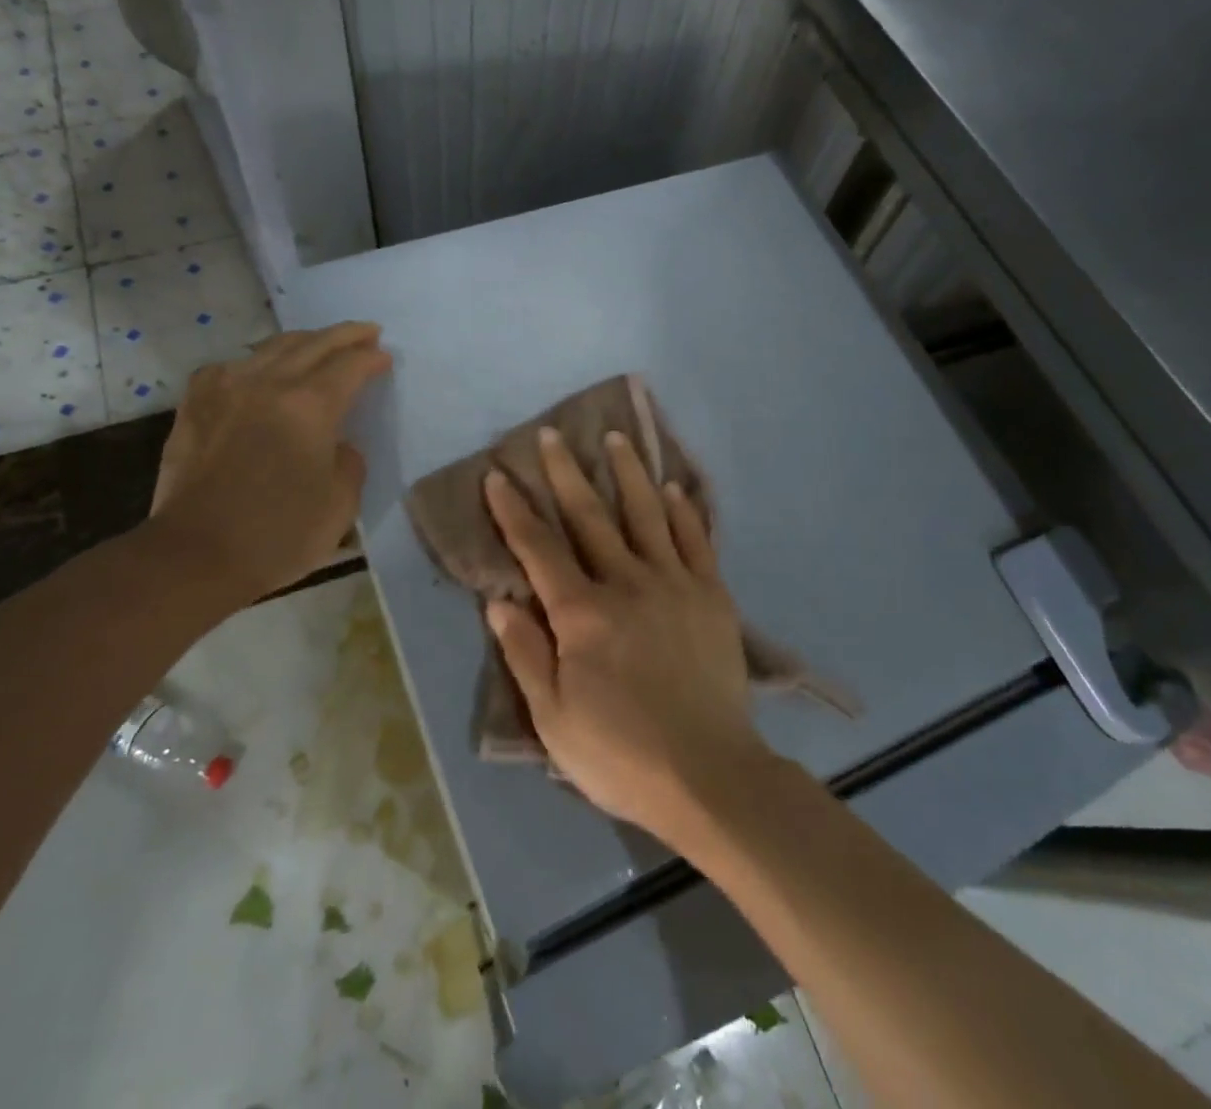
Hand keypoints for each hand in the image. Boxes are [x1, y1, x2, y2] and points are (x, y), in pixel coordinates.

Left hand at [145, 323, 390, 609]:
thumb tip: (337, 444)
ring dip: (304, 341)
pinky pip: (232, 366)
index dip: (372, 359)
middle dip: (345, 335)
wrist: (194, 555)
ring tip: (321, 345)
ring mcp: (226, 388)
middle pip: (314, 343)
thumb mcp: (341, 504)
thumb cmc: (278, 535)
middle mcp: (268, 383)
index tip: (385, 358)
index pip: (350, 366)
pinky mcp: (196, 403)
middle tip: (367, 333)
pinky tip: (260, 371)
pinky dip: (257, 361)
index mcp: (309, 406)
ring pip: (272, 347)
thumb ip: (349, 462)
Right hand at [482, 428, 767, 844]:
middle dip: (566, 473)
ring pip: (646, 514)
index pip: (538, 550)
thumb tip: (499, 601)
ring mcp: (673, 584)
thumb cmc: (621, 754)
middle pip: (589, 517)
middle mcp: (625, 584)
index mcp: (582, 615)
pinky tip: (673, 487)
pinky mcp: (711, 595)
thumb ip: (526, 655)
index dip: (514, 511)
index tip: (498, 476)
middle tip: (552, 435)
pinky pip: (695, 539)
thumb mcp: (554, 719)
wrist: (710, 775)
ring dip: (628, 472)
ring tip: (616, 437)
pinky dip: (682, 510)